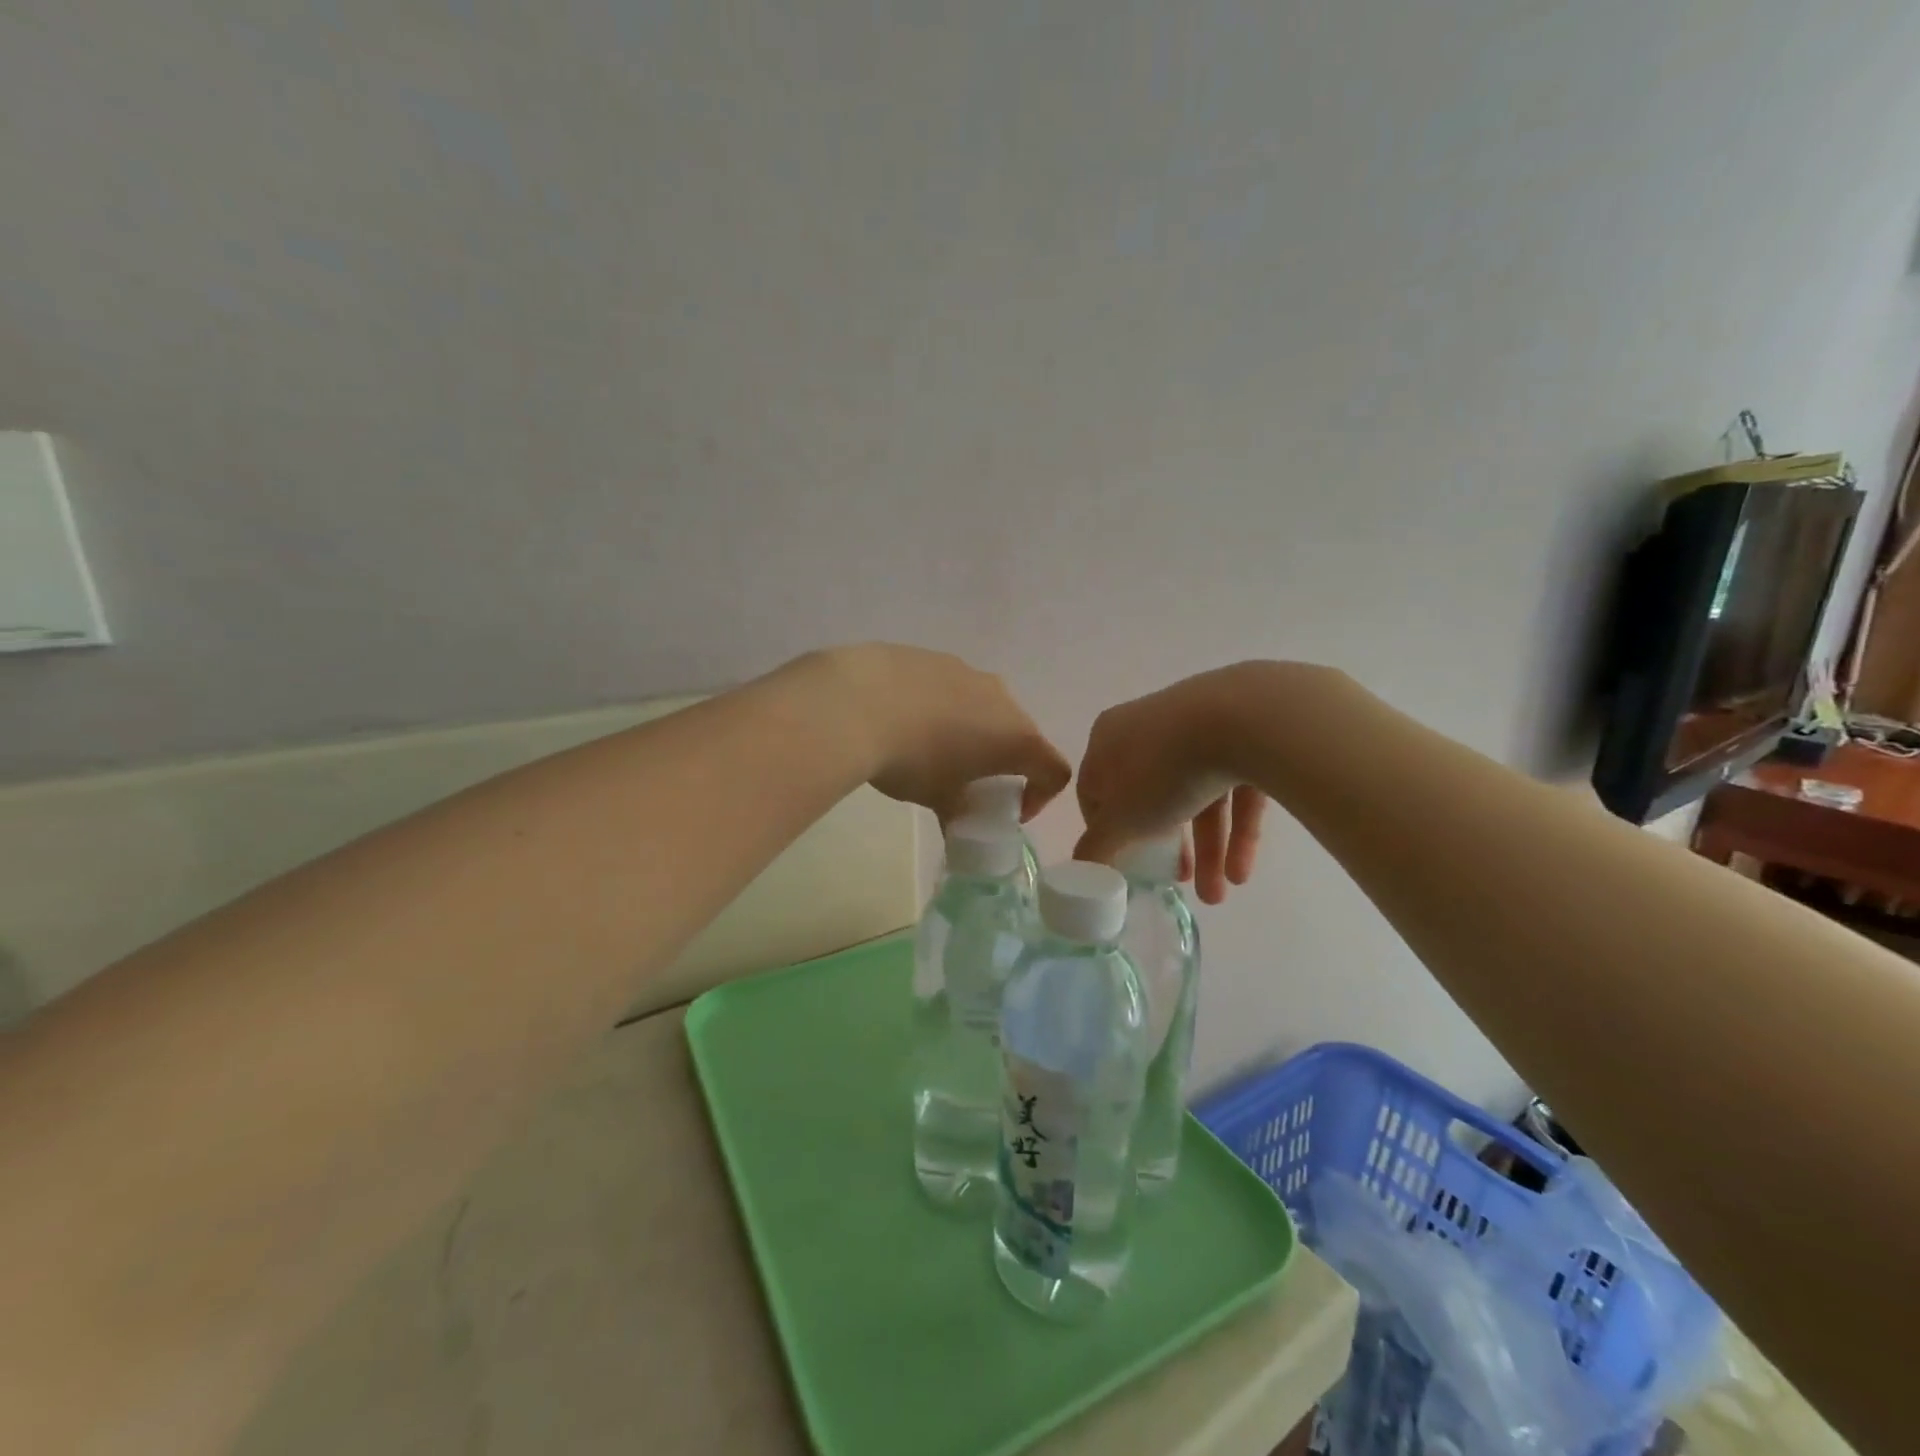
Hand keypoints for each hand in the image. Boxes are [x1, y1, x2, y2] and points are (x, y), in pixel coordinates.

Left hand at [807, 644, 1071, 820]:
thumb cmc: (913, 760)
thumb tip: (956, 827)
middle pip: (1020, 734)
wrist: (858, 701)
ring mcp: (969, 672)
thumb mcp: (938, 798)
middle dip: (1002, 761)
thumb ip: (958, 814)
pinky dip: (942, 707)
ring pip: (985, 707)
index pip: (1054, 770)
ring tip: (931, 749)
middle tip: (969, 783)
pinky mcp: (935, 657)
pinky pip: (952, 688)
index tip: (1009, 810)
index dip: (1041, 796)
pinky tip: (904, 720)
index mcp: (1016, 737)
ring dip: (972, 731)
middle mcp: (1002, 699)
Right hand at [1074, 666, 1269, 903]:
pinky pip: (1233, 787)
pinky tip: (1242, 871)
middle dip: (1167, 849)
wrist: (1242, 720)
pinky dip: (1237, 829)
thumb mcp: (1120, 819)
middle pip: (1151, 797)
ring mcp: (1196, 727)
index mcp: (1108, 738)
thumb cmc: (1162, 770)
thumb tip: (1079, 869)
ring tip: (1219, 895)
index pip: (1096, 789)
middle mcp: (1148, 727)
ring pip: (1195, 796)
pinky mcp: (1242, 735)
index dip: (1106, 831)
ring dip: (1207, 850)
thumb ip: (1097, 847)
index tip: (1125, 862)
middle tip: (1178, 882)